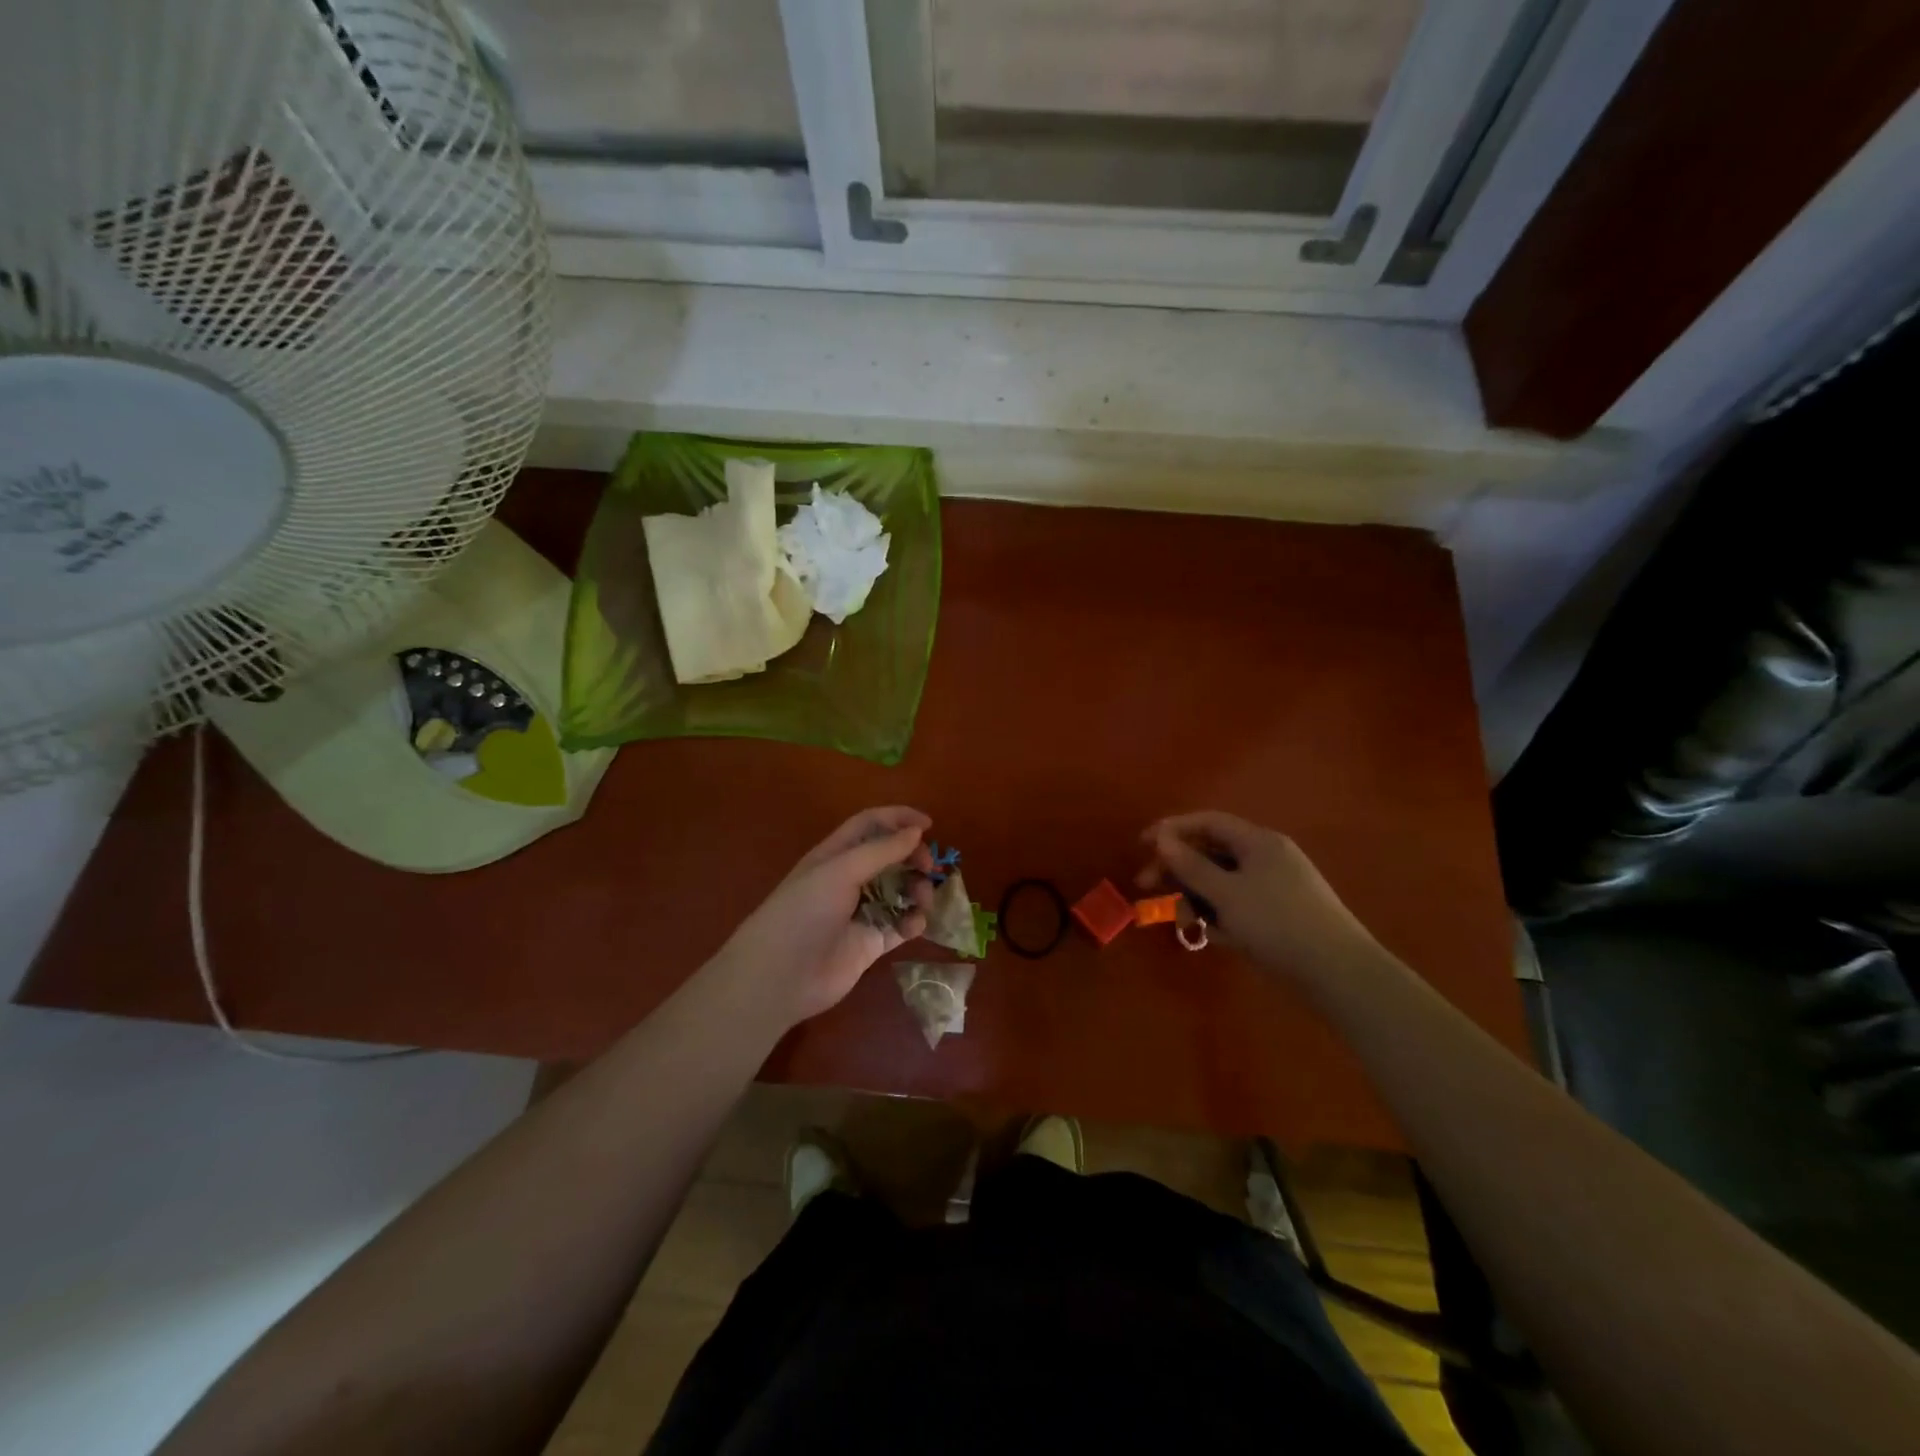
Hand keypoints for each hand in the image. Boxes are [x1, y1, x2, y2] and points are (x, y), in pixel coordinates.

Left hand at [710, 807, 934, 1028]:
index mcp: (836, 855)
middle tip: (929, 868)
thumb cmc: (805, 912)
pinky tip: (913, 926)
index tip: (929, 825)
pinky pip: (899, 925)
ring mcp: (860, 912)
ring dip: (916, 891)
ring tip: (922, 901)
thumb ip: (881, 851)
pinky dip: (912, 922)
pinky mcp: (870, 942)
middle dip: (913, 858)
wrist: (780, 976)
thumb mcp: (841, 871)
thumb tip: (916, 832)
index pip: (871, 825)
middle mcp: (849, 879)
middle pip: (890, 857)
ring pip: (899, 891)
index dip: (898, 819)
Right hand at [1138, 811, 1377, 988]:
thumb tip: (1162, 838)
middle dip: (1177, 869)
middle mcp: (1266, 858)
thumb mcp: (1226, 894)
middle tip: (1146, 887)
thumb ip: (1190, 865)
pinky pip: (1237, 906)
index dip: (1172, 829)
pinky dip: (1218, 916)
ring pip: (1221, 883)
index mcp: (1259, 842)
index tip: (1141, 845)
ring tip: (1183, 924)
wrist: (1339, 973)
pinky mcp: (1278, 916)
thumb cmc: (1278, 923)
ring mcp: (1273, 888)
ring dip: (1195, 898)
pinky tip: (1211, 937)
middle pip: (1211, 853)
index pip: (1208, 822)